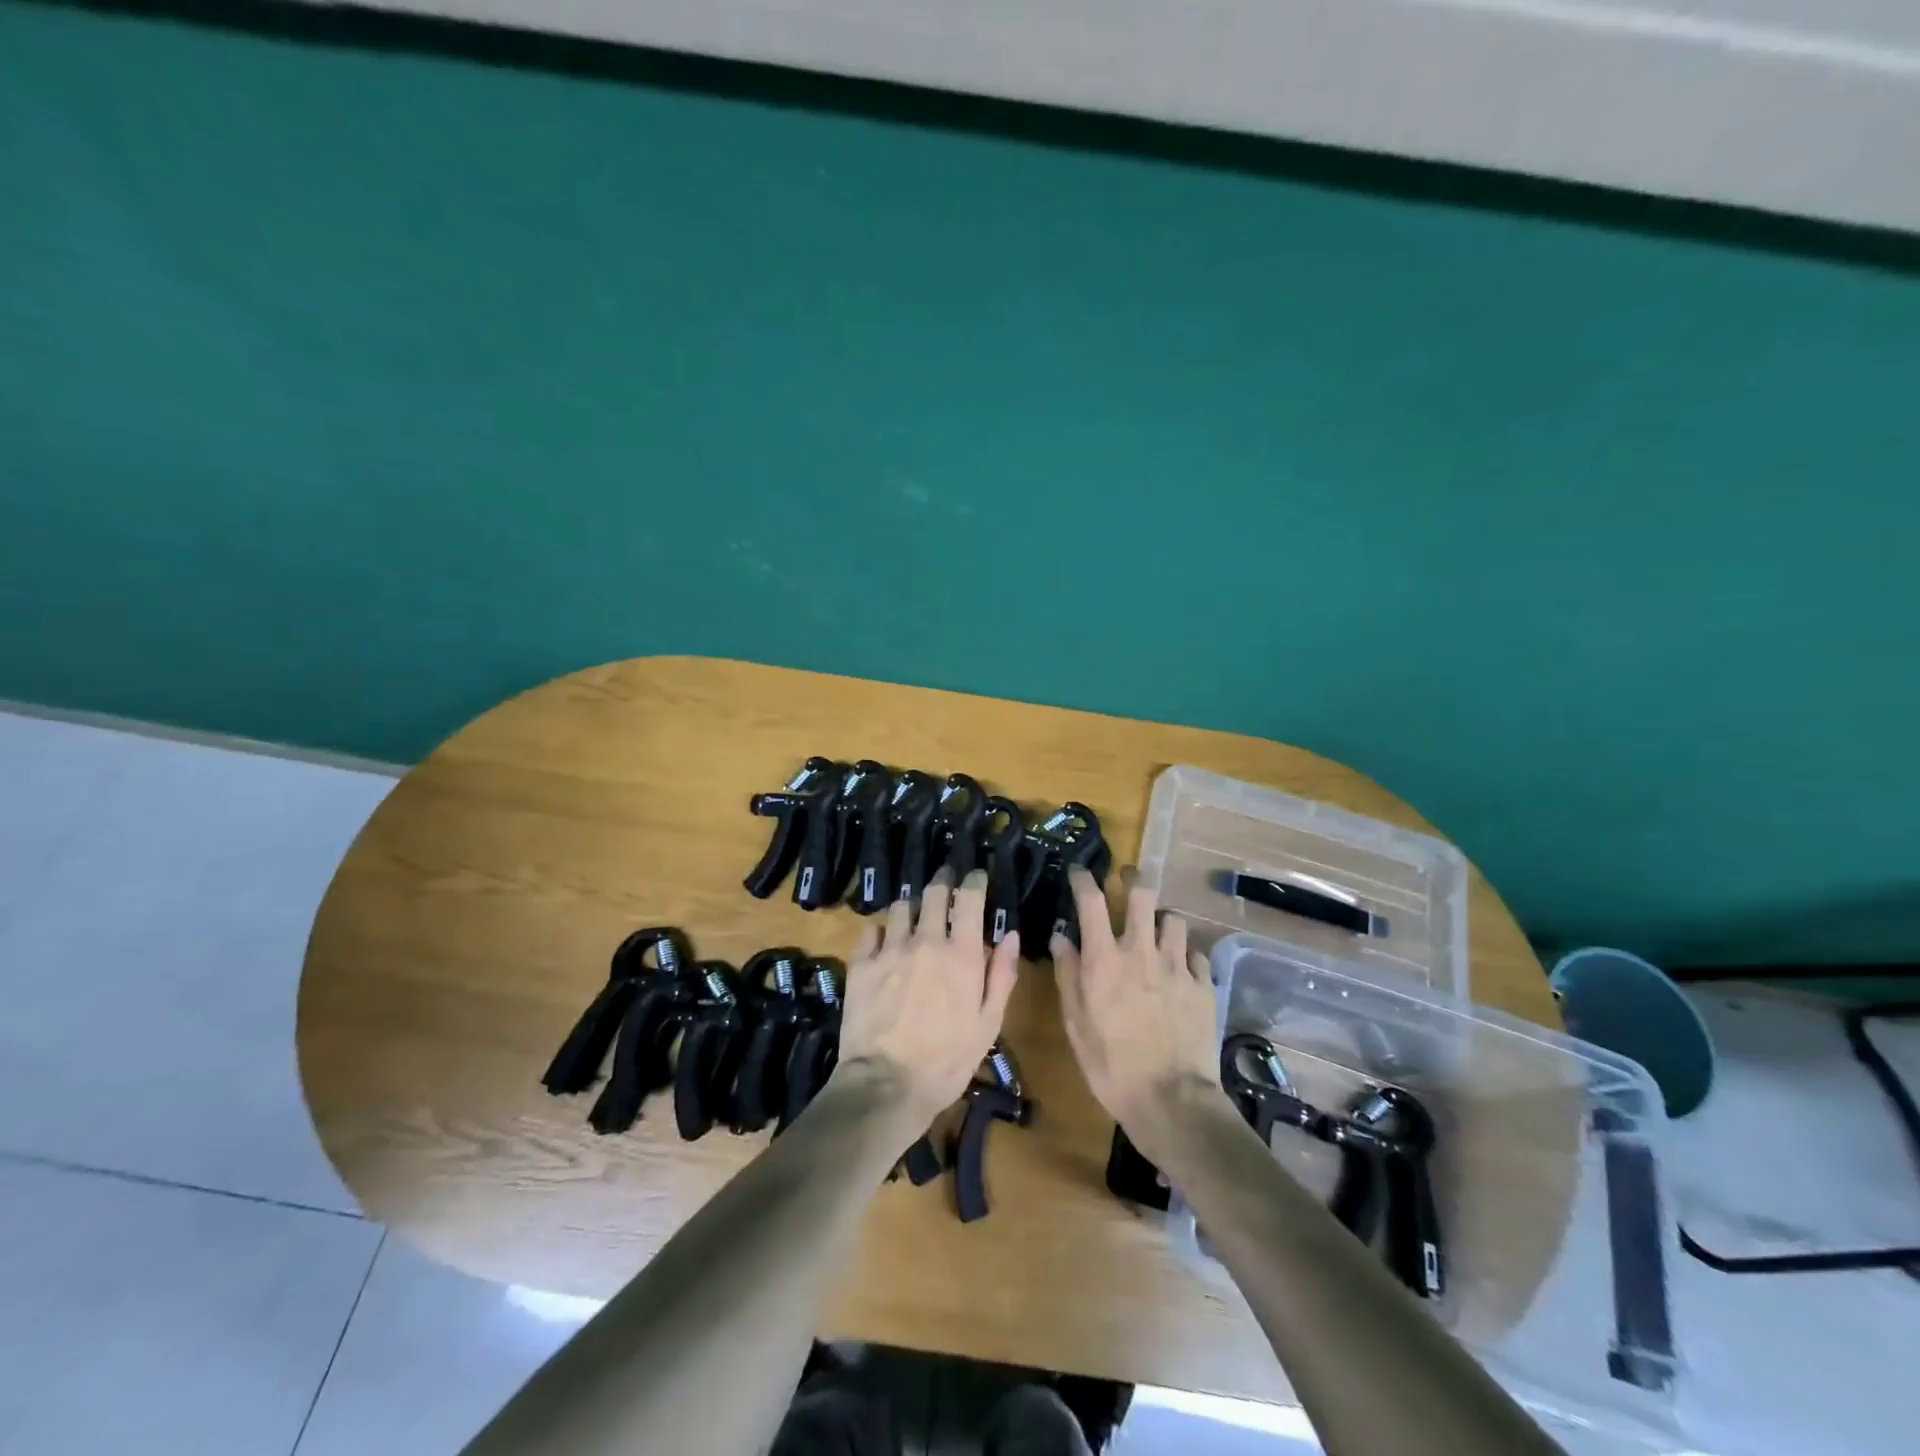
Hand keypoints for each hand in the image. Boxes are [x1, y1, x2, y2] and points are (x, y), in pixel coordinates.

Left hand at [835, 867, 1019, 1128]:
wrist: (886, 1085)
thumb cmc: (947, 1061)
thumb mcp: (988, 1024)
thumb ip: (1001, 975)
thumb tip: (1009, 935)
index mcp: (962, 954)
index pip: (969, 898)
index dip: (974, 880)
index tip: (977, 875)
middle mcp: (926, 941)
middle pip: (933, 892)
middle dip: (943, 879)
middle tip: (946, 878)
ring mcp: (890, 950)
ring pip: (900, 907)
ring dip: (912, 905)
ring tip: (915, 912)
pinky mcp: (861, 964)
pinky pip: (871, 930)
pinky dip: (881, 930)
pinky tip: (884, 939)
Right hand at [1052, 865, 1224, 1159]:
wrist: (1171, 1101)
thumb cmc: (1111, 1065)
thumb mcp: (1075, 1024)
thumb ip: (1068, 974)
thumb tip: (1062, 937)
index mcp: (1104, 959)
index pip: (1091, 901)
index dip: (1083, 879)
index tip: (1079, 872)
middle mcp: (1141, 951)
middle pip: (1142, 894)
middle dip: (1132, 878)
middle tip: (1127, 877)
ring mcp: (1177, 966)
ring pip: (1173, 919)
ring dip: (1161, 920)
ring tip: (1157, 930)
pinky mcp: (1204, 985)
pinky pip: (1196, 955)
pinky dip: (1186, 956)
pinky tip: (1181, 970)